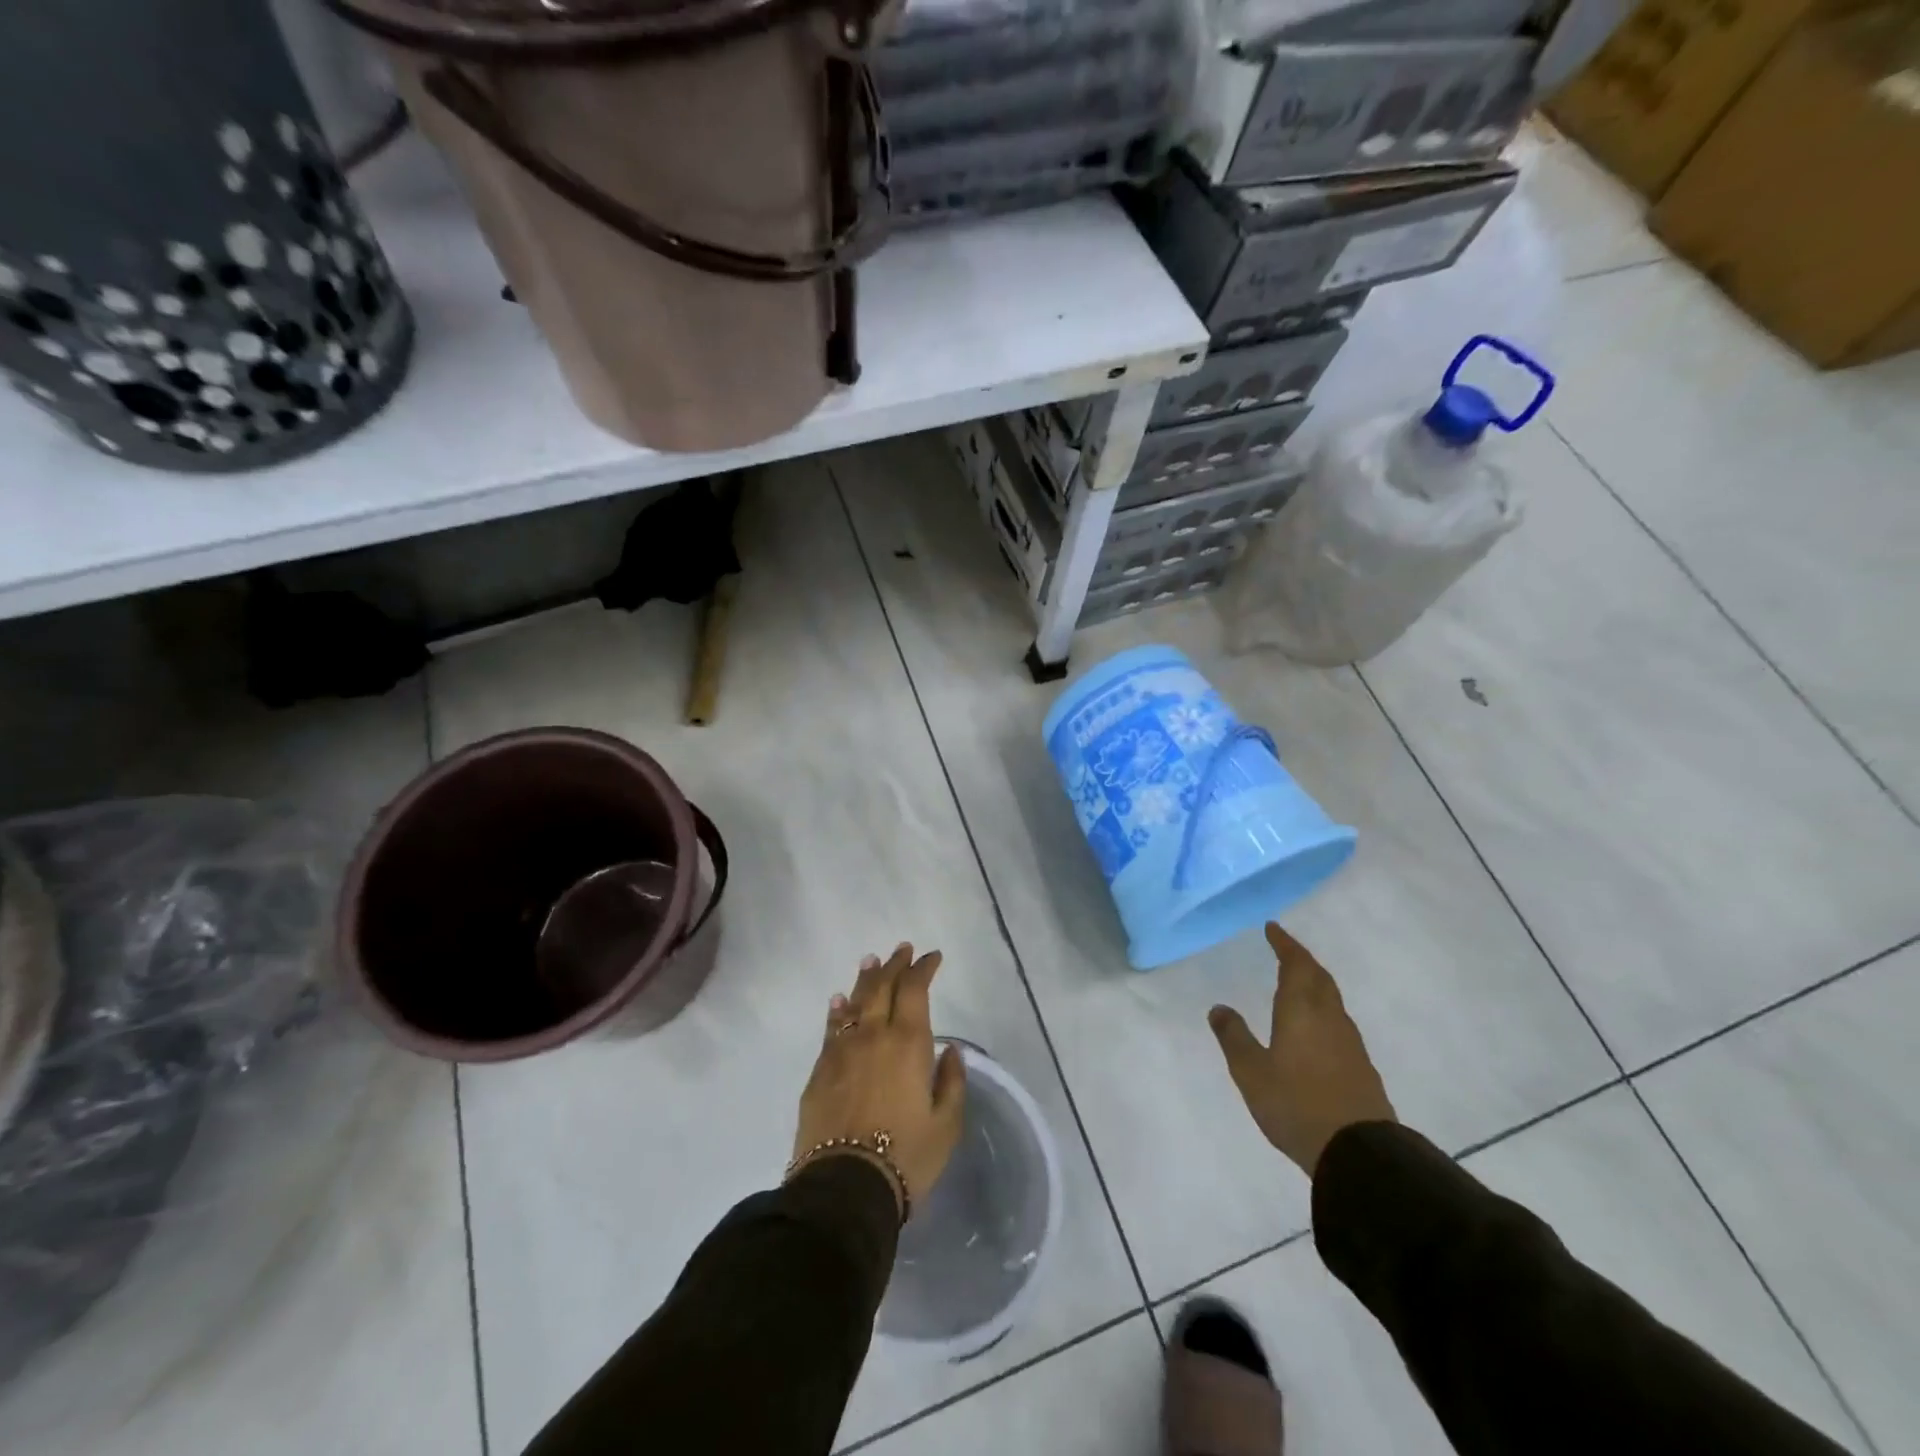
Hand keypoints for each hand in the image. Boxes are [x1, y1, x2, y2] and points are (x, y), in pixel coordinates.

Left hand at [792, 943, 965, 1215]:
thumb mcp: (946, 1125)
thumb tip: (950, 1050)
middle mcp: (874, 1035)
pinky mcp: (820, 1070)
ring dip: (866, 979)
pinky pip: (831, 1028)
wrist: (844, 1188)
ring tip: (871, 961)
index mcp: (908, 1042)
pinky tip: (839, 1001)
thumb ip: (952, 1082)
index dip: (923, 968)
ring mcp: (842, 1050)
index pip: (915, 989)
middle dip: (894, 965)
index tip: (932, 957)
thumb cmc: (906, 1157)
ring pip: (855, 1002)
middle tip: (902, 949)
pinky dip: (838, 1010)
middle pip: (883, 987)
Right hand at [1208, 923, 1396, 1177]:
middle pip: (1319, 977)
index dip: (1284, 944)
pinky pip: (1338, 1021)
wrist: (1358, 1152)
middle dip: (1301, 959)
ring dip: (1314, 983)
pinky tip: (1315, 1025)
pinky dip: (1323, 1009)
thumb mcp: (1251, 1072)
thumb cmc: (1295, 1104)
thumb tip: (1219, 1007)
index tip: (1273, 928)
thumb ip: (1234, 1037)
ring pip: (1331, 999)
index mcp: (1301, 1010)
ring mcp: (1349, 1042)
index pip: (1295, 964)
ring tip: (1297, 982)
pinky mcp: (1360, 1065)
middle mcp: (1329, 1017)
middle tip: (1284, 949)